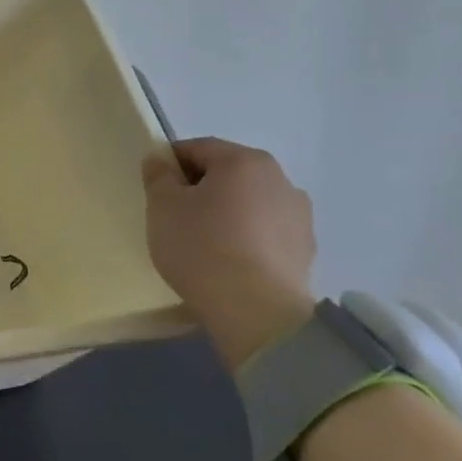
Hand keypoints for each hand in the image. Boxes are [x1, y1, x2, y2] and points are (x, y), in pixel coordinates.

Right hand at [141, 137, 316, 369]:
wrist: (256, 312)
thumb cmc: (201, 247)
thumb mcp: (162, 206)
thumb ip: (158, 176)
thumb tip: (160, 161)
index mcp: (244, 161)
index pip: (197, 148)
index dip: (170, 165)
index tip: (155, 191)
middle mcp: (279, 179)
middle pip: (227, 174)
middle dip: (200, 189)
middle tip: (175, 218)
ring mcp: (299, 216)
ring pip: (249, 203)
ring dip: (227, 213)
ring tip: (204, 244)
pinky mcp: (306, 250)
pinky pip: (265, 232)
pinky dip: (246, 238)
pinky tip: (229, 262)